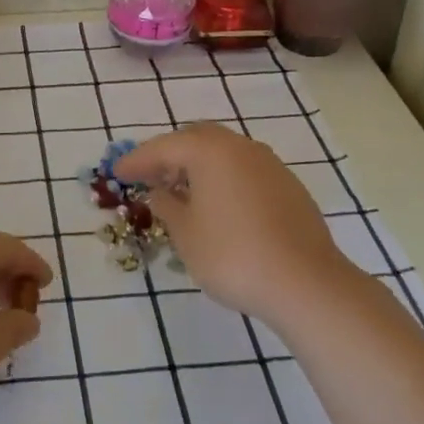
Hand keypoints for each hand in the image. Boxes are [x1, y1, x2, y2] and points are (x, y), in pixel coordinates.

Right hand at [116, 124, 356, 328]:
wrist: (306, 283)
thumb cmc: (232, 255)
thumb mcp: (185, 234)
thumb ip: (166, 206)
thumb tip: (159, 192)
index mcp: (210, 151)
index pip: (163, 147)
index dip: (137, 160)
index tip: (118, 172)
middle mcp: (240, 147)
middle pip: (196, 139)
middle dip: (169, 155)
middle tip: (150, 177)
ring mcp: (269, 164)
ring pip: (223, 152)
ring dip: (198, 166)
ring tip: (182, 193)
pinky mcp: (288, 186)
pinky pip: (244, 170)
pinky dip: (223, 179)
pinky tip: (218, 206)